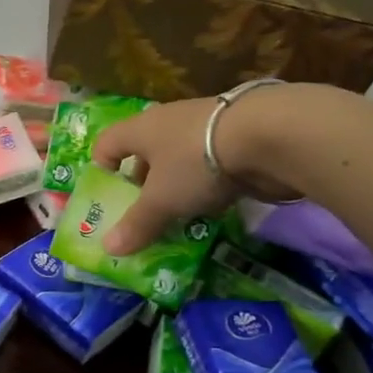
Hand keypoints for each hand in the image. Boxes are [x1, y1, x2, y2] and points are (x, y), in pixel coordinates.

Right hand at [91, 89, 300, 254]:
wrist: (271, 135)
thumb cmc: (196, 161)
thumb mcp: (161, 200)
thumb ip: (136, 225)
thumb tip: (108, 249)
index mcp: (141, 128)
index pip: (107, 143)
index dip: (102, 169)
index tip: (108, 198)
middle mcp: (168, 123)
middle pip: (144, 154)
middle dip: (141, 186)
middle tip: (142, 216)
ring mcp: (204, 129)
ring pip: (178, 162)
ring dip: (175, 188)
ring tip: (177, 218)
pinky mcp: (236, 139)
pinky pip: (208, 166)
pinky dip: (205, 186)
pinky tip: (212, 208)